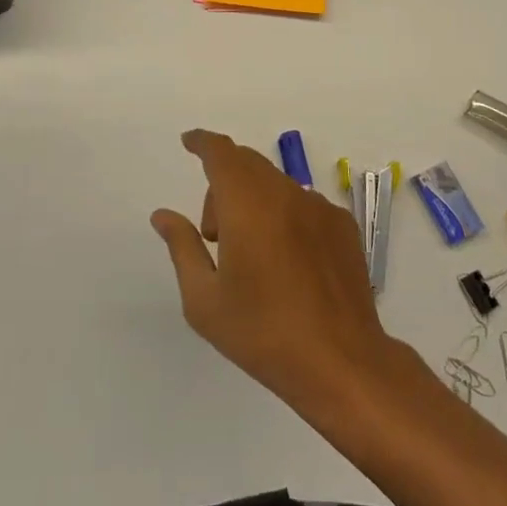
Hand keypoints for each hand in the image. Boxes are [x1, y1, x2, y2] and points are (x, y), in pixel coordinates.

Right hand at [152, 130, 404, 417]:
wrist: (341, 363)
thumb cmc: (263, 333)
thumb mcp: (204, 301)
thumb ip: (182, 247)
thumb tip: (163, 215)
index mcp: (246, 204)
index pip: (221, 153)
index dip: (202, 142)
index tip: (189, 143)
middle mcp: (284, 193)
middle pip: (246, 164)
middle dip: (222, 184)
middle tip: (214, 234)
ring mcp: (319, 207)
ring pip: (274, 183)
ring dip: (253, 200)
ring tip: (252, 254)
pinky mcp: (342, 225)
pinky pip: (302, 203)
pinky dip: (284, 215)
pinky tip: (288, 262)